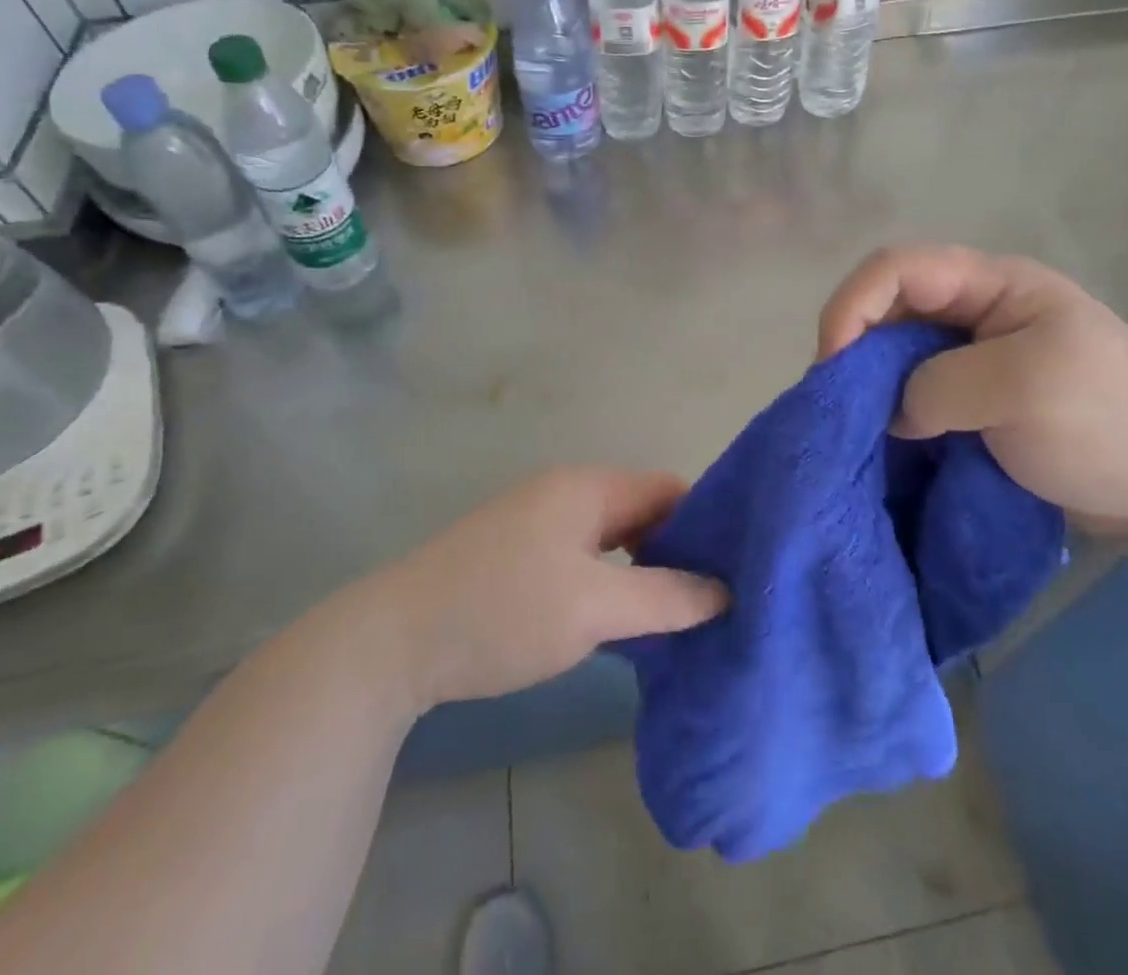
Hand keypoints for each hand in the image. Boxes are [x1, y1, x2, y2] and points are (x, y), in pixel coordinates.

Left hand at [378, 466, 727, 708]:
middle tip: (711, 599)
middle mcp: (566, 491)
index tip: (734, 569)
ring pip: (612, 537)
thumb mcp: (593, 608)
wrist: (393, 640)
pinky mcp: (518, 552)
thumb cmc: (502, 612)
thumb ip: (665, 598)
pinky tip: (620, 616)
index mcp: (587, 487)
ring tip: (675, 613)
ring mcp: (538, 520)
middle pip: (642, 510)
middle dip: (677, 550)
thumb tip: (725, 590)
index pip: (669, 489)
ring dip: (643, 568)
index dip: (705, 524)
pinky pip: (584, 554)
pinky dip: (610, 579)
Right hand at [819, 245, 1127, 534]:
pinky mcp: (974, 400)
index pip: (898, 267)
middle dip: (854, 347)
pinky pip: (914, 393)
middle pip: (889, 306)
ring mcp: (975, 357)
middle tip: (837, 404)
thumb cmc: (1114, 424)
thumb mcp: (1029, 388)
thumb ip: (942, 386)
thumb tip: (892, 410)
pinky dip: (890, 412)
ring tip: (854, 426)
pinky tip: (883, 440)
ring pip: (896, 352)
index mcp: (994, 284)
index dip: (853, 304)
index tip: (833, 364)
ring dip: (869, 384)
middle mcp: (976, 311)